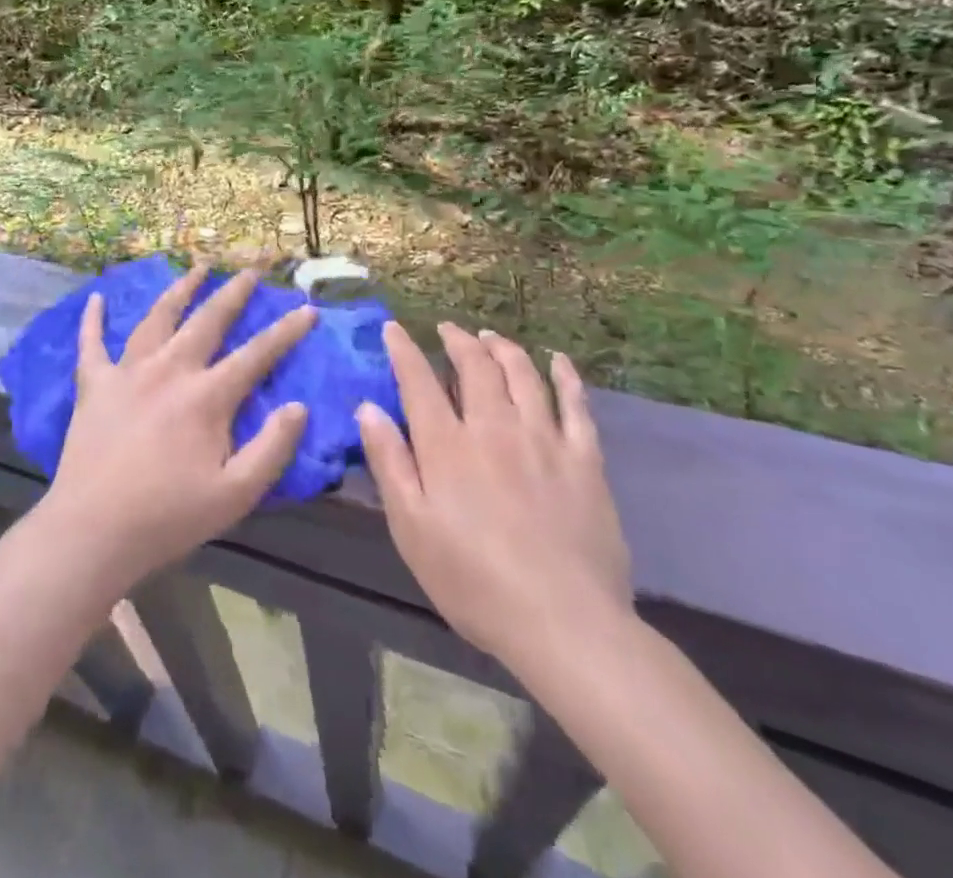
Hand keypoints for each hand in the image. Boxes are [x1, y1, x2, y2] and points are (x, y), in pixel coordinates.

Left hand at [37, 264, 314, 590]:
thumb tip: (298, 406)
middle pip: (207, 320)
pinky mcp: (93, 384)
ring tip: (196, 268)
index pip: (256, 354)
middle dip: (233, 292)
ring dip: (179, 289)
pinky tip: (95, 297)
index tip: (308, 309)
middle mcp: (168, 370)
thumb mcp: (235, 495)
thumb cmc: (168, 517)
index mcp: (206, 397)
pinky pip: (91, 342)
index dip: (286, 332)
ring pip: (157, 318)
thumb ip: (272, 448)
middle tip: (251, 270)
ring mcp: (127, 372)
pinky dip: (93, 319)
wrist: (92, 530)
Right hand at [357, 323, 631, 673]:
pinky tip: (558, 361)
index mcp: (447, 446)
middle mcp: (494, 428)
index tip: (394, 328)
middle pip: (475, 367)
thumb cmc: (473, 581)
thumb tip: (368, 407)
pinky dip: (566, 376)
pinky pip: (576, 406)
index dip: (404, 350)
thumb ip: (389, 463)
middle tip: (448, 330)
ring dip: (503, 348)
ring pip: (522, 375)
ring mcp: (544, 440)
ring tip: (490, 336)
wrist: (565, 625)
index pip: (419, 381)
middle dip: (458, 341)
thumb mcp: (411, 528)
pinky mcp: (584, 461)